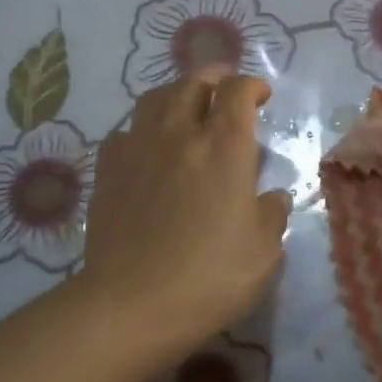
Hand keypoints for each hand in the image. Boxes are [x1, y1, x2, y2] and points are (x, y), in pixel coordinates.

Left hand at [83, 70, 290, 359]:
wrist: (132, 304)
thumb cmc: (210, 277)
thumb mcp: (264, 253)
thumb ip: (272, 216)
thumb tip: (273, 198)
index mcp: (225, 146)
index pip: (238, 91)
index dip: (252, 85)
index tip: (262, 95)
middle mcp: (181, 133)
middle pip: (193, 82)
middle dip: (214, 77)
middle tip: (225, 87)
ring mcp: (139, 148)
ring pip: (155, 98)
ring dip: (176, 94)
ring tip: (186, 107)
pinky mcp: (108, 170)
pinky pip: (126, 132)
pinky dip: (142, 129)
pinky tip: (148, 148)